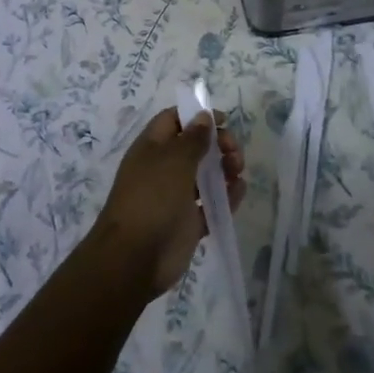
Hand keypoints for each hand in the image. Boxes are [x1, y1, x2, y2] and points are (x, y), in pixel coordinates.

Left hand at [91, 109, 245, 300]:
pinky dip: (226, 197)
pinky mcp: (187, 223)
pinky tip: (239, 191)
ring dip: (225, 169)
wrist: (134, 257)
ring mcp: (175, 197)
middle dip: (218, 144)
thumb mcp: (174, 160)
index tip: (224, 120)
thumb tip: (203, 115)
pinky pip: (211, 205)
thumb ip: (193, 138)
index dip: (197, 116)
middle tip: (234, 151)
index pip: (174, 120)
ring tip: (238, 172)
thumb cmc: (152, 198)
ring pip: (205, 175)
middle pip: (194, 147)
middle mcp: (163, 169)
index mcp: (152, 147)